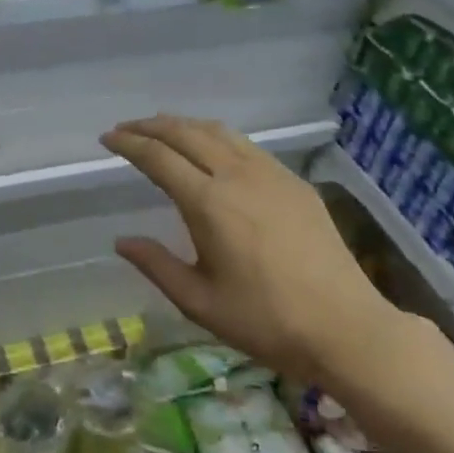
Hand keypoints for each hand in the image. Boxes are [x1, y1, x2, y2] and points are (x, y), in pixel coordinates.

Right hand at [101, 115, 406, 384]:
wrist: (346, 327)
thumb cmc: (266, 321)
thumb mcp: (200, 302)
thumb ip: (157, 266)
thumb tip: (121, 241)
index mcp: (209, 203)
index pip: (158, 157)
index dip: (129, 144)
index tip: (108, 138)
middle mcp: (237, 175)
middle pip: (186, 133)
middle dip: (151, 126)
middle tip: (126, 129)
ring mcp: (271, 174)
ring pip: (219, 132)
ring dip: (185, 125)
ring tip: (163, 130)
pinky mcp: (294, 182)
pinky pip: (246, 145)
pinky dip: (217, 136)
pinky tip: (213, 150)